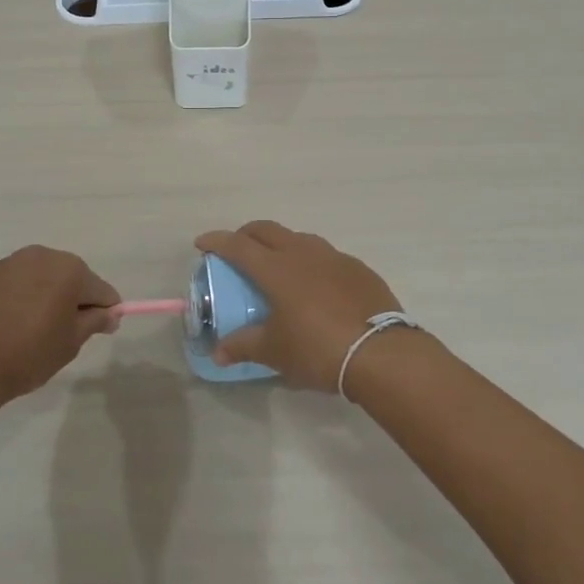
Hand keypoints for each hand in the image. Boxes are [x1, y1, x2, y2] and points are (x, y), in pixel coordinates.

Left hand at [0, 246, 119, 407]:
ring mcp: (12, 262)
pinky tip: (14, 322)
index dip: (105, 312)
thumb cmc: (29, 353)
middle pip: (72, 277)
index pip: (101, 290)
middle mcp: (42, 255)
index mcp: (69, 269)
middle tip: (66, 333)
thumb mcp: (71, 342)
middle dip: (75, 300)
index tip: (100, 332)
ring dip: (48, 295)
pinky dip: (24, 296)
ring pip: (44, 277)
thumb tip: (110, 314)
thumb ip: (95, 321)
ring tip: (37, 327)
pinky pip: (19, 282)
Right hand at [193, 221, 409, 391]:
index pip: (238, 245)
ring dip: (281, 244)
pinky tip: (315, 285)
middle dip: (246, 234)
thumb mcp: (275, 352)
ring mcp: (334, 257)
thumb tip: (218, 353)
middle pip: (267, 230)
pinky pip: (326, 256)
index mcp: (276, 268)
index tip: (202, 243)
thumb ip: (243, 347)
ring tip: (277, 266)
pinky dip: (311, 262)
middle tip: (237, 249)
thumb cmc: (317, 349)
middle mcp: (303, 253)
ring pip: (299, 238)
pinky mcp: (358, 269)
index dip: (216, 241)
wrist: (381, 353)